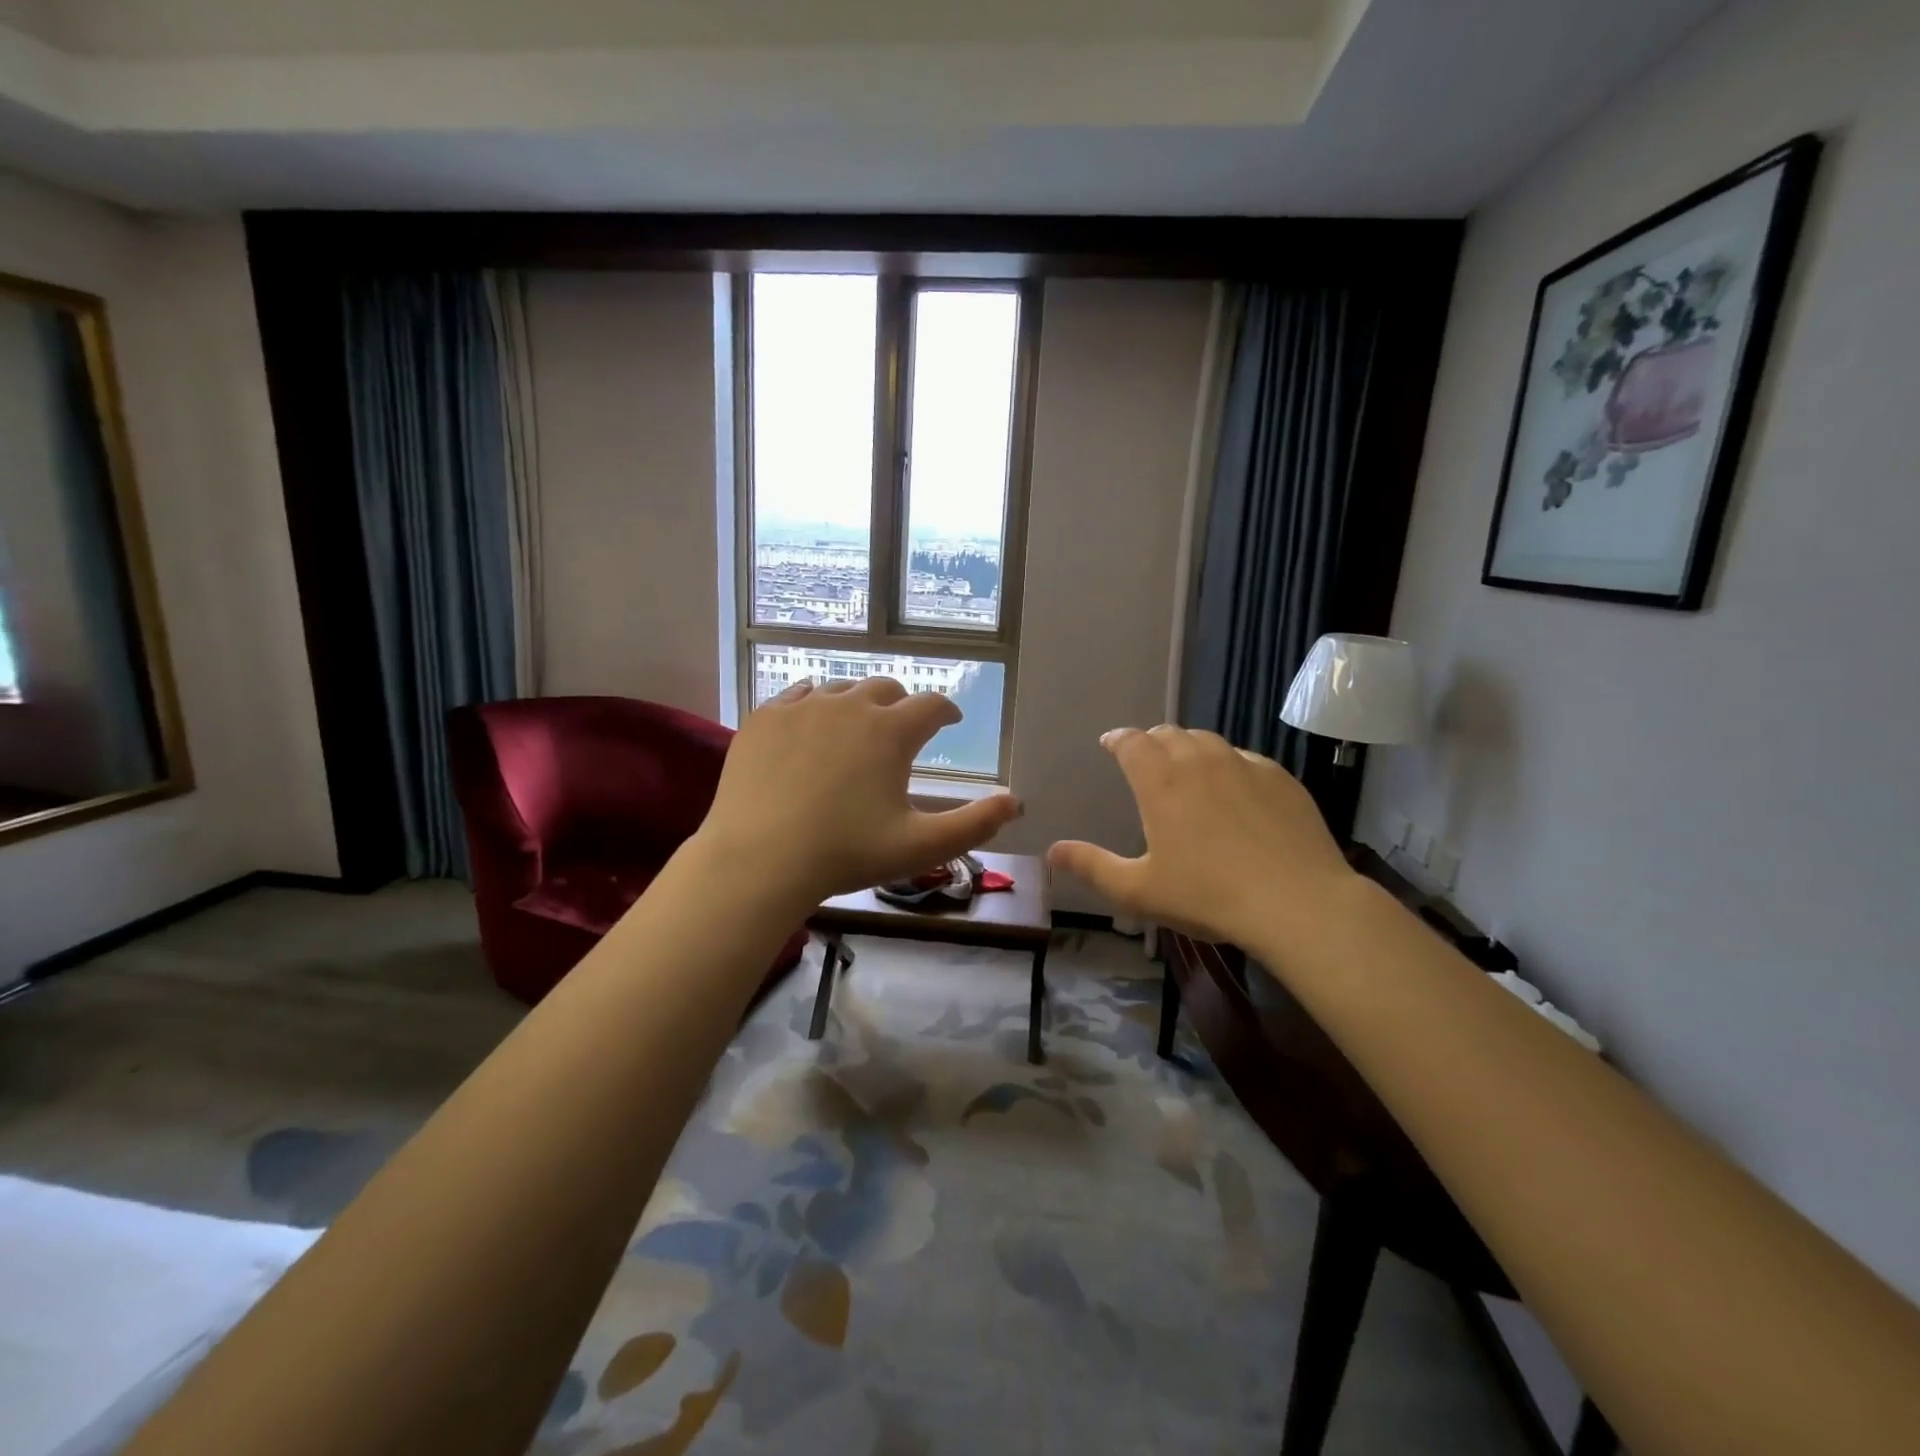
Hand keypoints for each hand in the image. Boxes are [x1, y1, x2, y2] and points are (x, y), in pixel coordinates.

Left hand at [696, 677, 1022, 904]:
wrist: (758, 860)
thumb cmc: (846, 854)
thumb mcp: (920, 846)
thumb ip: (975, 824)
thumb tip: (1016, 802)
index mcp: (891, 731)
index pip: (931, 705)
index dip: (946, 711)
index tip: (950, 720)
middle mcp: (850, 705)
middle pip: (886, 688)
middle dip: (902, 704)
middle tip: (902, 726)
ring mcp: (802, 707)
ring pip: (841, 689)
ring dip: (858, 703)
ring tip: (857, 727)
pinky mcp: (764, 717)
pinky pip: (798, 696)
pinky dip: (814, 705)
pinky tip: (811, 724)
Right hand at [1047, 726, 1359, 953]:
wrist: (1297, 903)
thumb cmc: (1208, 896)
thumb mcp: (1139, 890)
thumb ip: (1092, 867)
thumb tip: (1051, 852)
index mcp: (1160, 781)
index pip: (1131, 742)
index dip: (1117, 739)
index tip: (1110, 744)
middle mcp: (1200, 760)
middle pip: (1169, 734)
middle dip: (1151, 741)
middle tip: (1146, 760)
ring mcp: (1244, 765)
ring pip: (1208, 740)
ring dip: (1189, 747)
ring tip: (1187, 768)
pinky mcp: (1280, 777)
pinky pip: (1244, 758)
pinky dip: (1228, 764)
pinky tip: (1234, 788)